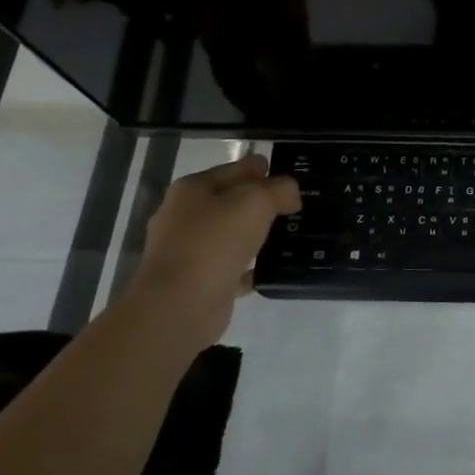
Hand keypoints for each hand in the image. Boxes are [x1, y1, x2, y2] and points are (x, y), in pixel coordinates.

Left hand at [128, 155, 300, 345]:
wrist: (179, 305)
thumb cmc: (214, 243)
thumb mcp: (256, 202)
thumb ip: (280, 189)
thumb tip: (290, 194)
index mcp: (192, 188)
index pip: (236, 169)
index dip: (264, 170)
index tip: (293, 180)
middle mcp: (184, 215)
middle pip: (231, 201)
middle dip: (261, 203)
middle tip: (295, 208)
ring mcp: (187, 250)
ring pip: (231, 234)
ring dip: (255, 234)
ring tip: (287, 236)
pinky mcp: (196, 280)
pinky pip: (230, 266)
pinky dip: (249, 266)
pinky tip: (270, 269)